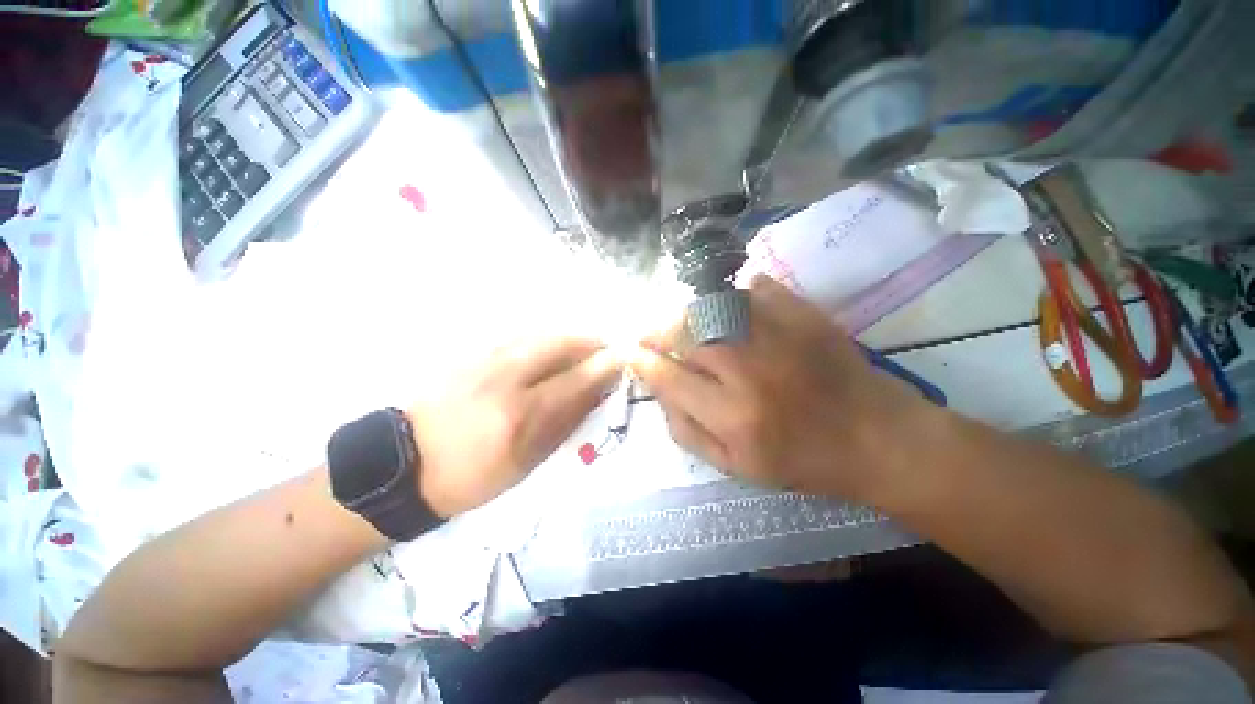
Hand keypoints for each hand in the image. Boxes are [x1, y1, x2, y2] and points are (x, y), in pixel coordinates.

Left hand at [407, 337, 622, 516]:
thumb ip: (564, 424)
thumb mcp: (526, 462)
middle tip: (604, 349)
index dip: (604, 366)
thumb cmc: (471, 476)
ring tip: (580, 347)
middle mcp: (506, 377)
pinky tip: (548, 348)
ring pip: (539, 333)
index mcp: (522, 414)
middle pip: (559, 343)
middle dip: (589, 341)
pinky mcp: (471, 354)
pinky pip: (519, 337)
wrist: (405, 464)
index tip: (622, 361)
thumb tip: (595, 395)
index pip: (577, 379)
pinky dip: (543, 338)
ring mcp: (485, 360)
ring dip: (567, 337)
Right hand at [631, 275, 941, 501]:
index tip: (631, 353)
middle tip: (652, 337)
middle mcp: (748, 369)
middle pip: (683, 332)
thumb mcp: (736, 467)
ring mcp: (777, 333)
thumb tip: (659, 392)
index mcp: (732, 415)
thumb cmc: (803, 461)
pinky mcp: (802, 313)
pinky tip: (730, 310)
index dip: (642, 362)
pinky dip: (732, 295)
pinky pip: (752, 287)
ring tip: (684, 324)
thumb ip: (687, 432)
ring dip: (688, 313)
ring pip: (710, 306)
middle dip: (658, 332)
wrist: (878, 438)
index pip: (668, 376)